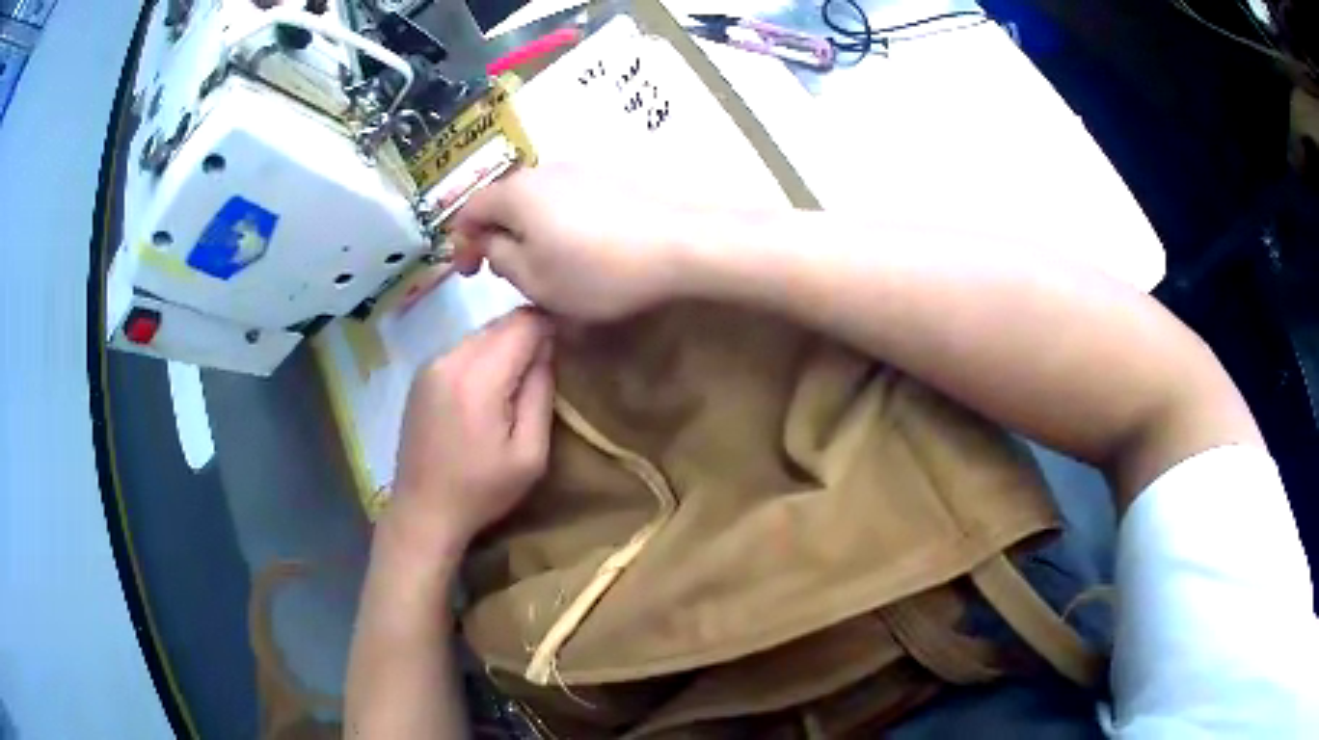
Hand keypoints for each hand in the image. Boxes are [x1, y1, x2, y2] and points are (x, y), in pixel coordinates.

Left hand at [385, 308, 554, 559]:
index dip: (552, 327)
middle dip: (529, 336)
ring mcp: (431, 364)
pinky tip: (487, 393)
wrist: (423, 511)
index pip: (524, 322)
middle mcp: (450, 358)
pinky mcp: (422, 374)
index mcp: (478, 378)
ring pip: (482, 333)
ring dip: (505, 347)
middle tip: (546, 370)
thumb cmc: (481, 490)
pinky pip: (464, 348)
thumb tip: (548, 348)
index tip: (566, 349)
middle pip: (501, 322)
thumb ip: (541, 393)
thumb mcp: (530, 454)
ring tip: (517, 385)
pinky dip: (484, 358)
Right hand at [448, 164, 694, 321]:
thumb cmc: (597, 269)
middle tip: (507, 271)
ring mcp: (582, 169)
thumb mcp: (535, 280)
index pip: (470, 209)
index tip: (470, 272)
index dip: (461, 242)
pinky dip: (561, 224)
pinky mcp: (613, 177)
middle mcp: (544, 170)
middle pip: (505, 201)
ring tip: (547, 263)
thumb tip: (494, 244)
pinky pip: (570, 200)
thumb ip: (500, 260)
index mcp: (516, 192)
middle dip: (498, 236)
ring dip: (531, 230)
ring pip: (539, 201)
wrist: (681, 241)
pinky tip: (583, 248)